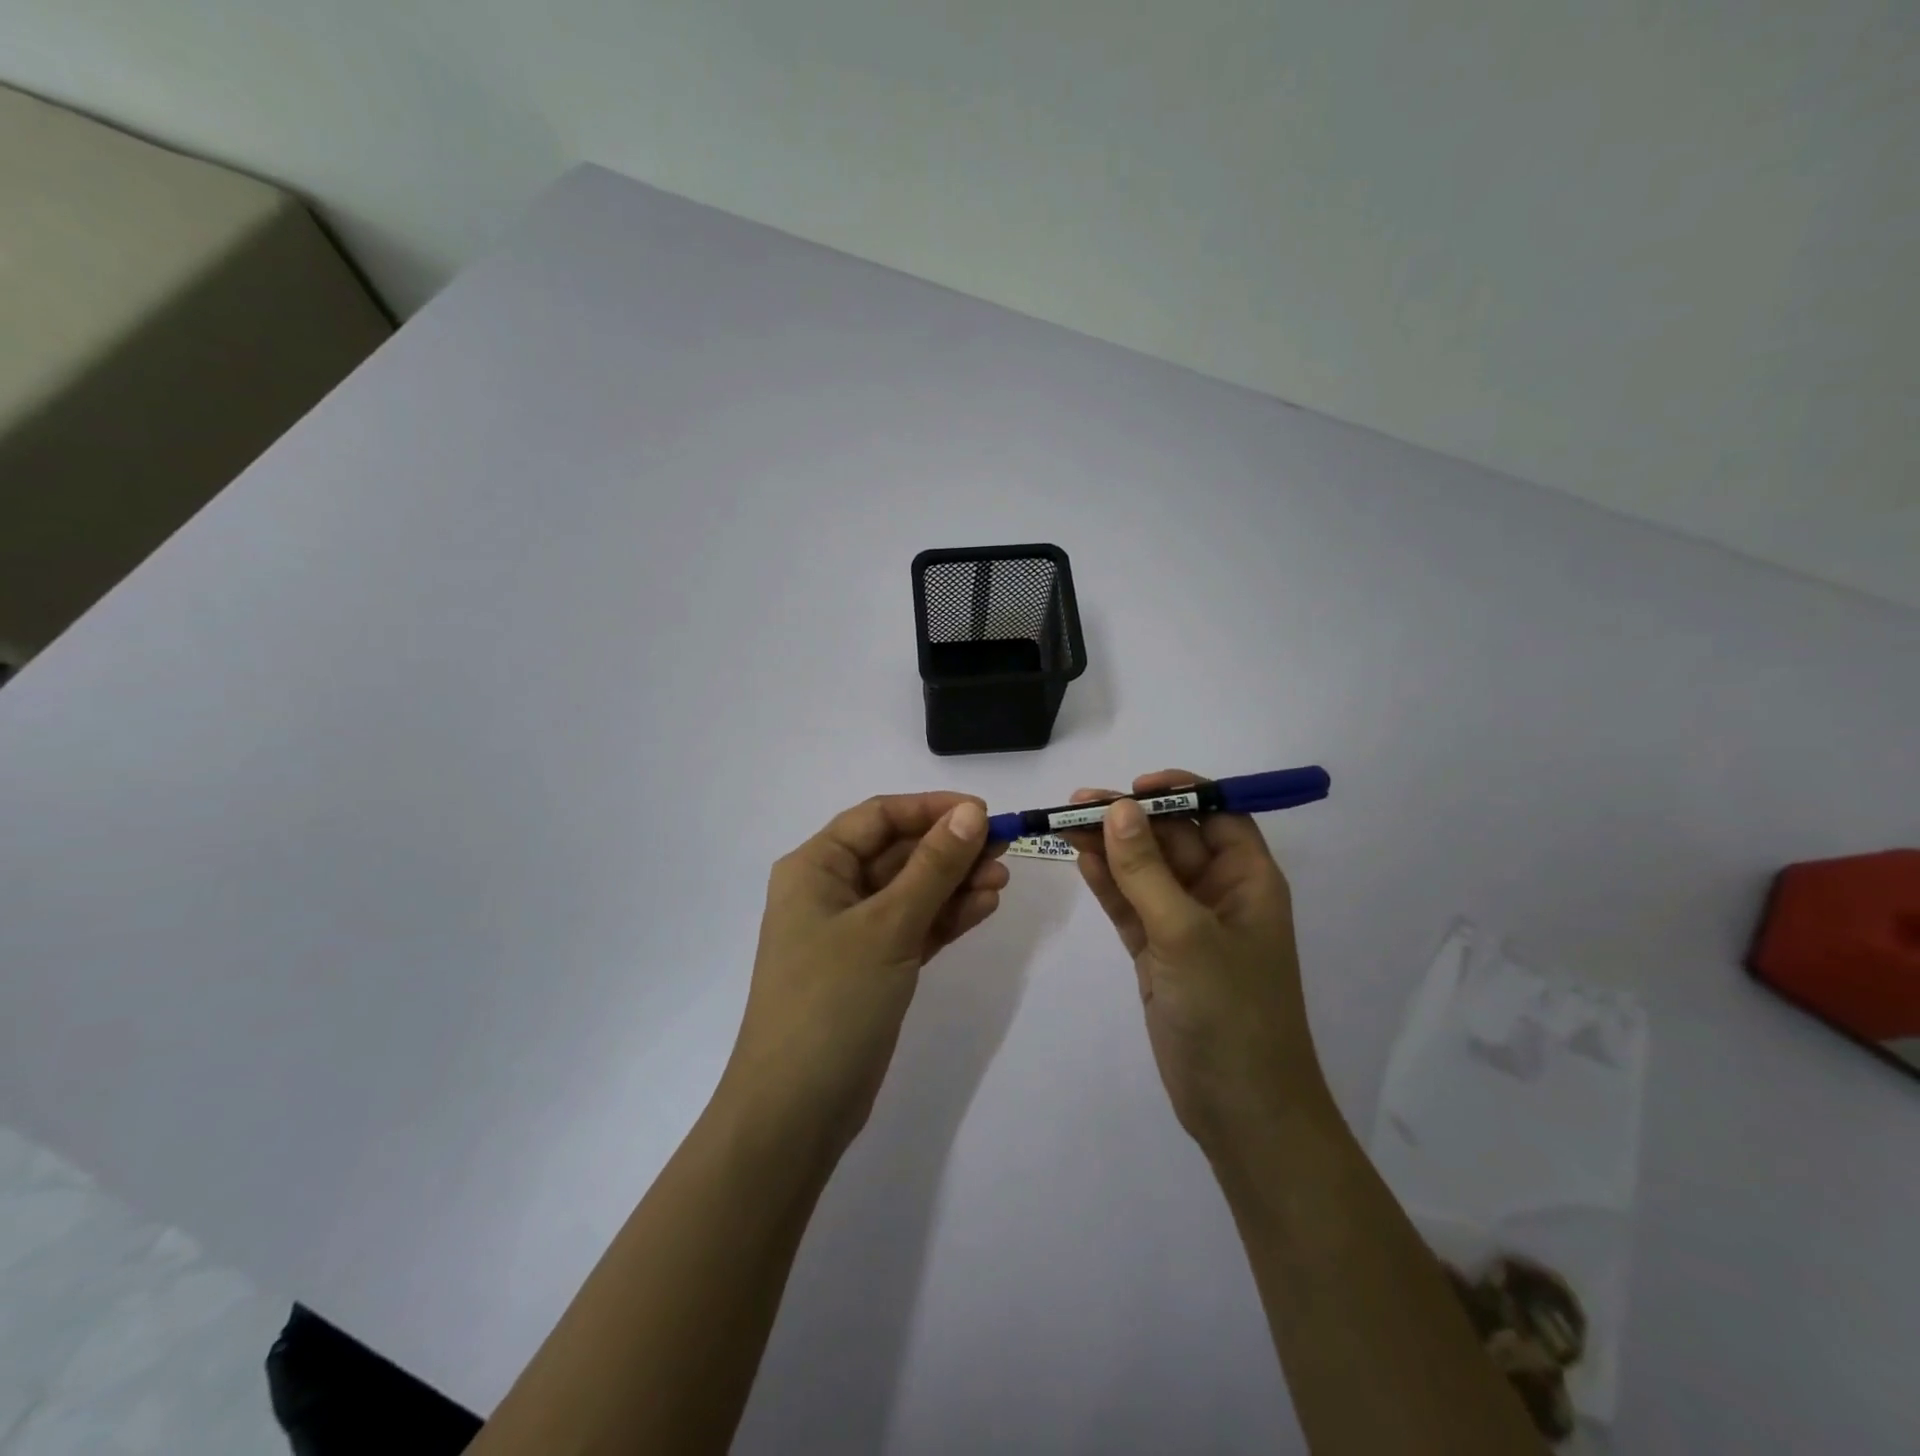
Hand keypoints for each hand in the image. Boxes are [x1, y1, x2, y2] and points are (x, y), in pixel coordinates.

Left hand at [721, 793, 1009, 1156]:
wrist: (796, 1109)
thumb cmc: (832, 1000)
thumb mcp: (887, 925)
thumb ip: (933, 868)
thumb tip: (971, 813)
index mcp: (816, 867)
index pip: (879, 817)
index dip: (931, 809)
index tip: (984, 813)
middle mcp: (831, 890)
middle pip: (898, 853)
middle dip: (950, 849)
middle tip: (1005, 849)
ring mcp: (852, 932)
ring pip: (912, 891)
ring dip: (955, 882)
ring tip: (1003, 880)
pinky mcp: (873, 966)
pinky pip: (915, 926)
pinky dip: (947, 916)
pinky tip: (985, 906)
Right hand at [1064, 770, 1327, 1156]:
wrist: (1241, 1110)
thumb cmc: (1230, 1012)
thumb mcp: (1186, 934)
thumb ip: (1146, 871)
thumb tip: (1118, 808)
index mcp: (1247, 879)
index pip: (1216, 814)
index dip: (1178, 793)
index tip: (1133, 787)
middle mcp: (1218, 893)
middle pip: (1170, 839)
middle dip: (1127, 819)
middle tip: (1075, 804)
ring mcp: (1184, 924)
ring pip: (1143, 870)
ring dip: (1109, 846)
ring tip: (1063, 823)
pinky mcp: (1157, 952)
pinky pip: (1129, 904)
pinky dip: (1106, 883)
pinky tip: (1079, 858)